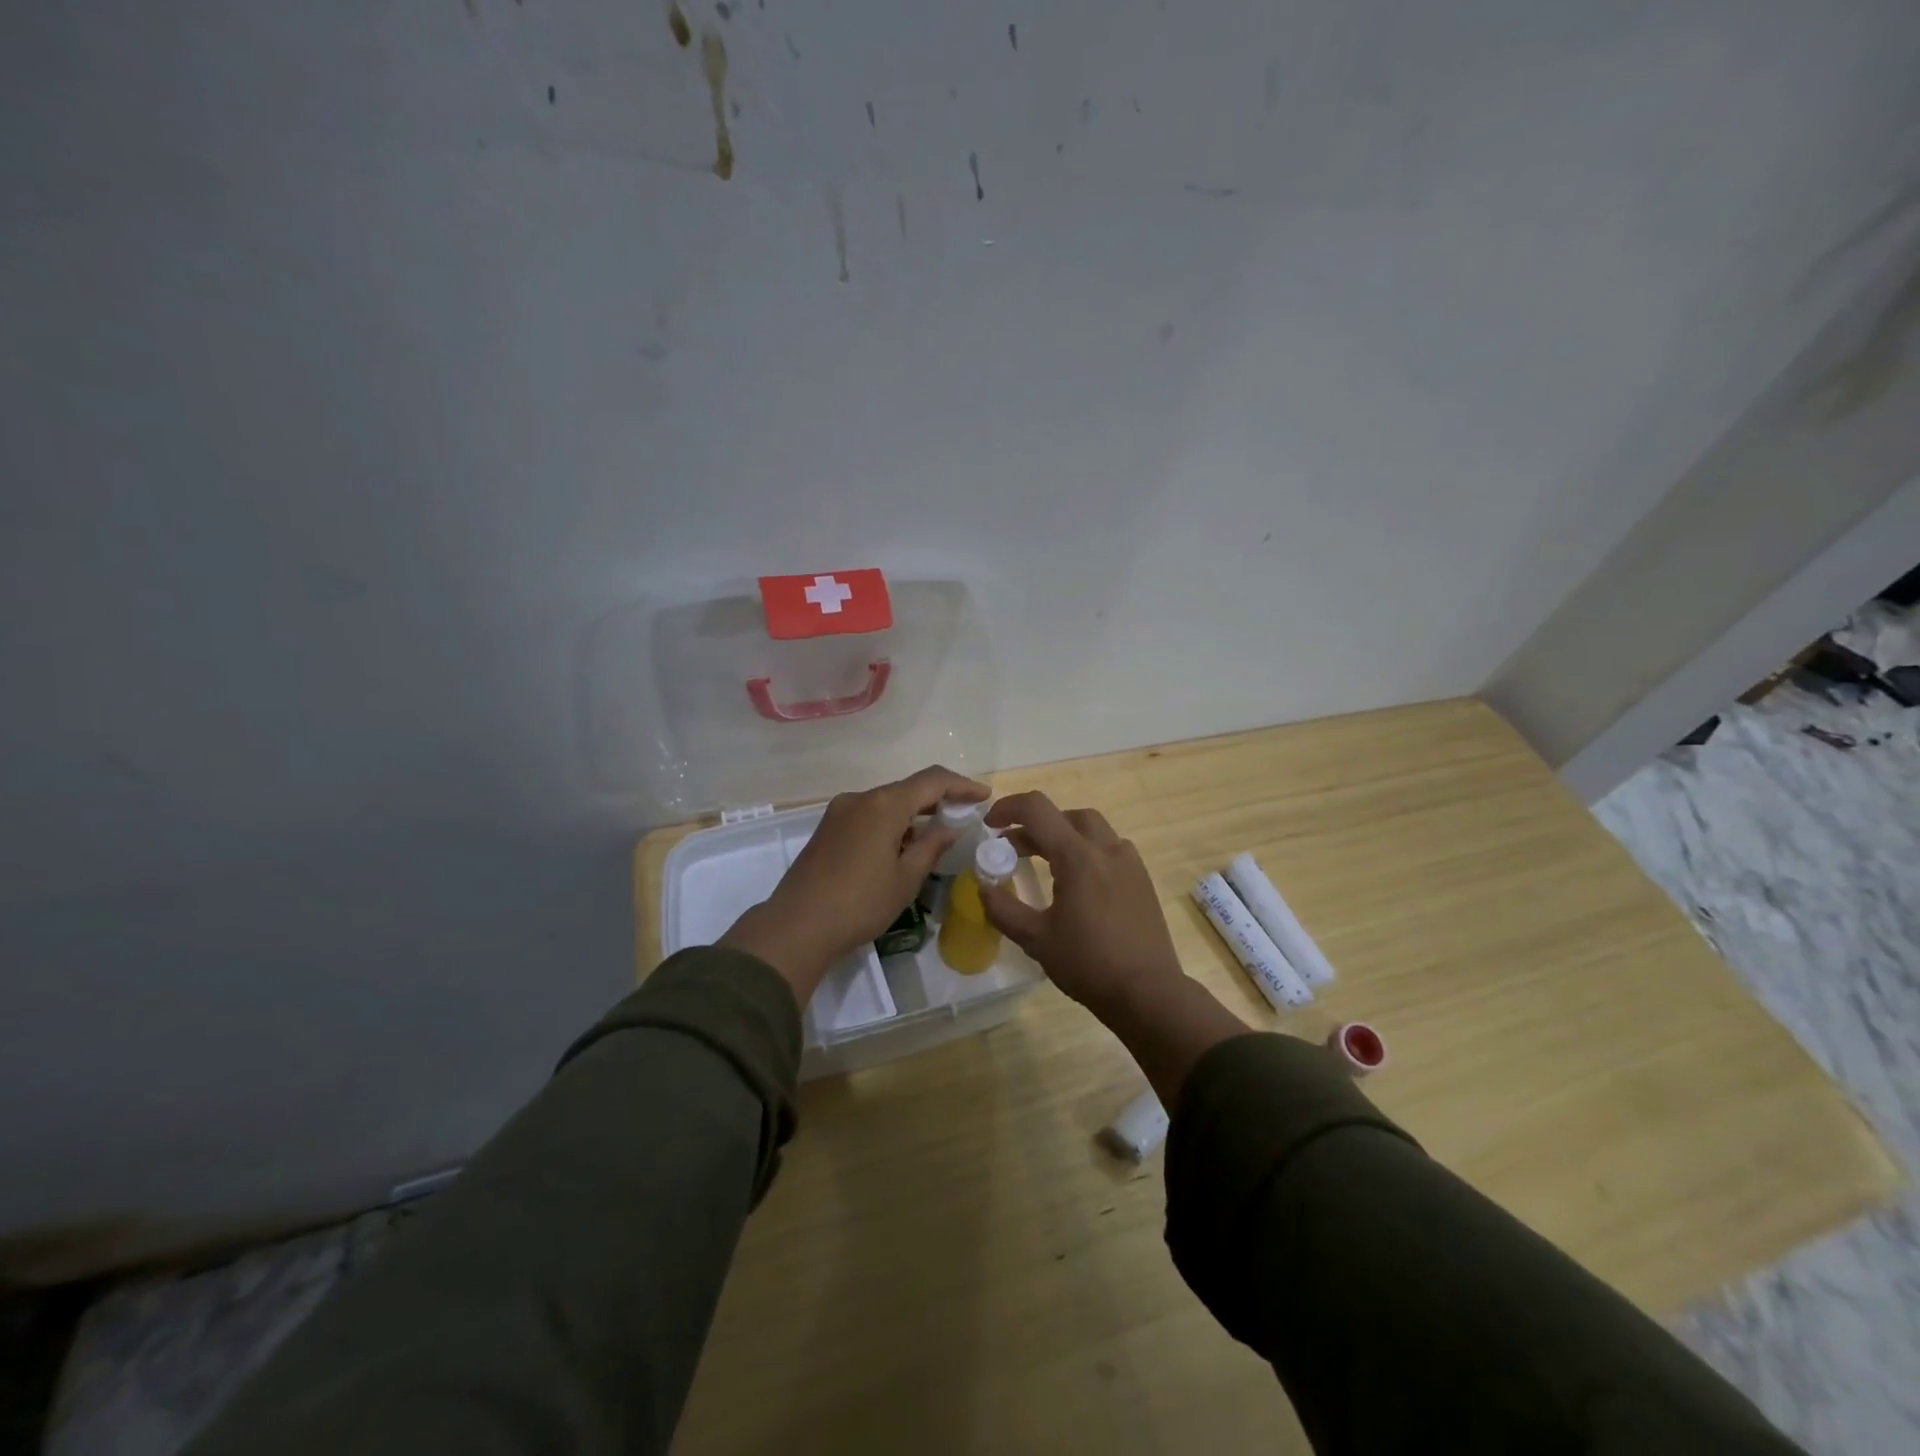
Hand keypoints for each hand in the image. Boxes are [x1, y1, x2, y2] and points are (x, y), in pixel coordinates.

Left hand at [719, 765, 989, 1000]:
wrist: (796, 927)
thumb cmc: (860, 904)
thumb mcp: (906, 878)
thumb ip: (932, 846)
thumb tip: (950, 827)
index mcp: (884, 805)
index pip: (932, 781)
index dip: (961, 785)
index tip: (984, 796)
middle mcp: (860, 798)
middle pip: (907, 788)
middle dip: (938, 799)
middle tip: (963, 816)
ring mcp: (839, 811)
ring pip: (886, 802)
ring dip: (913, 813)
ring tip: (935, 837)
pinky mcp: (827, 828)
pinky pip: (868, 814)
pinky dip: (891, 822)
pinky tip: (901, 846)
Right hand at [981, 790, 1249, 1106]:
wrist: (1148, 992)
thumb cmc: (1088, 964)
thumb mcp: (1036, 939)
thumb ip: (1003, 909)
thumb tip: (983, 888)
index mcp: (1077, 856)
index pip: (1037, 810)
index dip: (1008, 808)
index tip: (989, 825)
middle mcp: (1106, 849)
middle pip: (1066, 815)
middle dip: (1036, 824)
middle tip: (1015, 848)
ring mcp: (1129, 862)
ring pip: (1092, 829)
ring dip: (1063, 836)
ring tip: (1045, 864)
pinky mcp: (1142, 879)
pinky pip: (1110, 849)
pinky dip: (1086, 852)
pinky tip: (1078, 884)